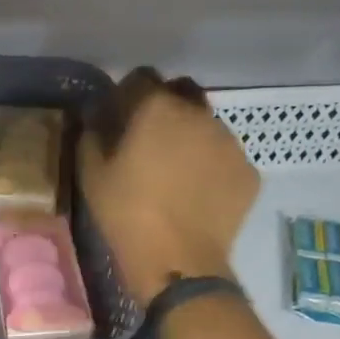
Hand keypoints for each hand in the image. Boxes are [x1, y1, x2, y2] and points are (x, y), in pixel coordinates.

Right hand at [80, 67, 259, 304]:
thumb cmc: (126, 213)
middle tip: (149, 140)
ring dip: (191, 137)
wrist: (178, 260)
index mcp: (157, 108)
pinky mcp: (248, 171)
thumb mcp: (91, 175)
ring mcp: (230, 142)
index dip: (127, 94)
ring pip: (207, 126)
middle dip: (166, 107)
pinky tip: (197, 194)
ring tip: (176, 172)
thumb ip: (92, 136)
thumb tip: (96, 120)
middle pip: (182, 93)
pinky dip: (211, 167)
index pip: (141, 78)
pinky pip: (225, 158)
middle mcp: (199, 114)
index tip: (118, 117)